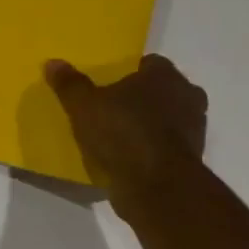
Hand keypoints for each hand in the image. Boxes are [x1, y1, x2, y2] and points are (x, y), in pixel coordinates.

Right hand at [44, 54, 206, 210]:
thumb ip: (70, 83)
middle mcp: (187, 95)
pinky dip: (153, 147)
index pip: (150, 63)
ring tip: (119, 133)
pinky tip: (129, 156)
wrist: (156, 185)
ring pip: (168, 117)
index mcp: (164, 75)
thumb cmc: (121, 132)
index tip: (110, 83)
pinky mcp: (192, 158)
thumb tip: (53, 63)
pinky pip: (167, 144)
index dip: (130, 71)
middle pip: (162, 90)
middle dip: (142, 97)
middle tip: (114, 106)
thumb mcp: (83, 105)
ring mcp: (195, 128)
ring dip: (150, 123)